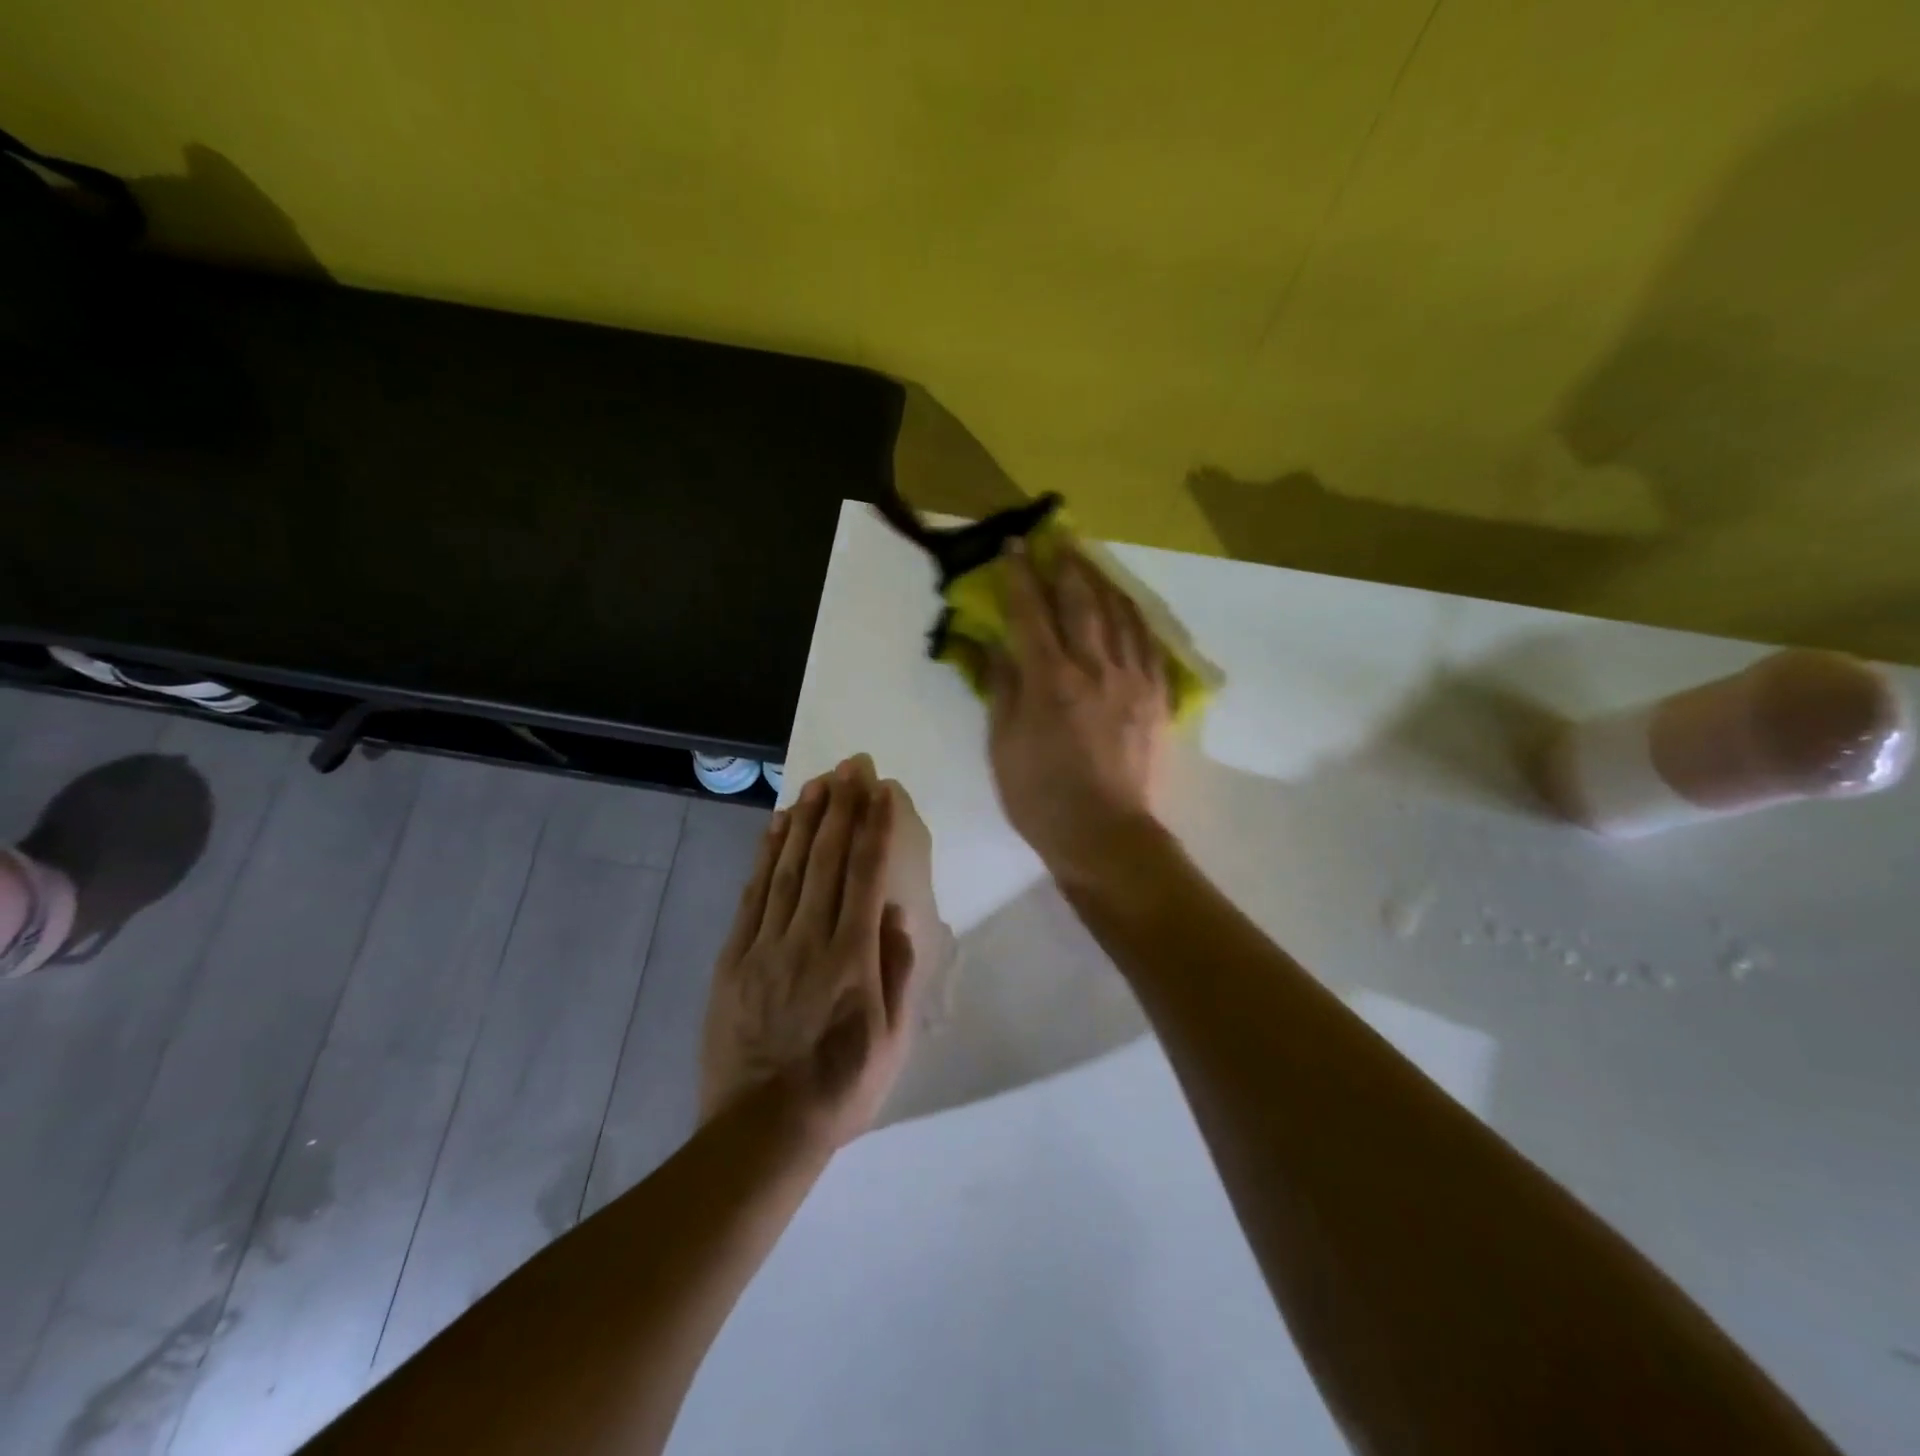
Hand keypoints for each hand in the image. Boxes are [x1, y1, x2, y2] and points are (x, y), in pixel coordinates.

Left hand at [699, 755, 918, 1151]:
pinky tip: (777, 828)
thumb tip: (897, 912)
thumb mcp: (892, 1040)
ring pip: (790, 868)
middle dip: (842, 807)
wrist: (762, 1129)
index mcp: (852, 958)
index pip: (867, 875)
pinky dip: (766, 856)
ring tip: (818, 781)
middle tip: (851, 765)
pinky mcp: (734, 958)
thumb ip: (897, 971)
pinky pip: (753, 896)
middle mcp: (810, 939)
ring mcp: (766, 945)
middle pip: (828, 859)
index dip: (876, 827)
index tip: (882, 789)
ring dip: (806, 820)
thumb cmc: (841, 1088)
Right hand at [985, 539, 1169, 881]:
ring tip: (1092, 562)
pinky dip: (1135, 618)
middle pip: (1081, 602)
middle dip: (1067, 566)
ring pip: (1120, 615)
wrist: (1106, 835)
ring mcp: (1132, 681)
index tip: (1014, 546)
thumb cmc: (1041, 797)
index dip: (1020, 576)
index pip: (1031, 614)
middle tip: (1058, 538)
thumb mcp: (1003, 746)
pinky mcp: (1156, 698)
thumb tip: (996, 646)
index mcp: (1051, 681)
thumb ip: (1002, 689)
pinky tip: (1128, 607)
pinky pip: (1149, 644)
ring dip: (1103, 582)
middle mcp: (1095, 669)